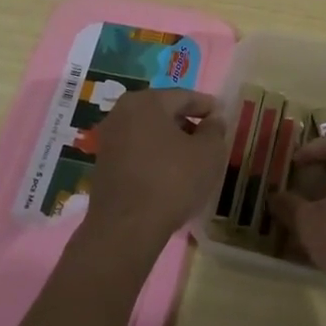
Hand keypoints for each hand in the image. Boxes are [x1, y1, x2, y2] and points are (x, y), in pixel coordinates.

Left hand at [83, 89, 229, 248]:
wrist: (126, 229)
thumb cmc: (172, 181)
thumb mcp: (208, 153)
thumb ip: (215, 129)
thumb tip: (213, 119)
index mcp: (146, 101)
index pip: (184, 96)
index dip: (207, 106)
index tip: (222, 116)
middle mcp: (121, 113)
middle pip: (163, 112)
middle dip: (187, 122)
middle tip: (209, 137)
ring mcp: (108, 139)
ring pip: (148, 132)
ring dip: (170, 141)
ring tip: (192, 158)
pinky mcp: (102, 165)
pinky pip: (136, 151)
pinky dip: (154, 156)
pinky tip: (169, 174)